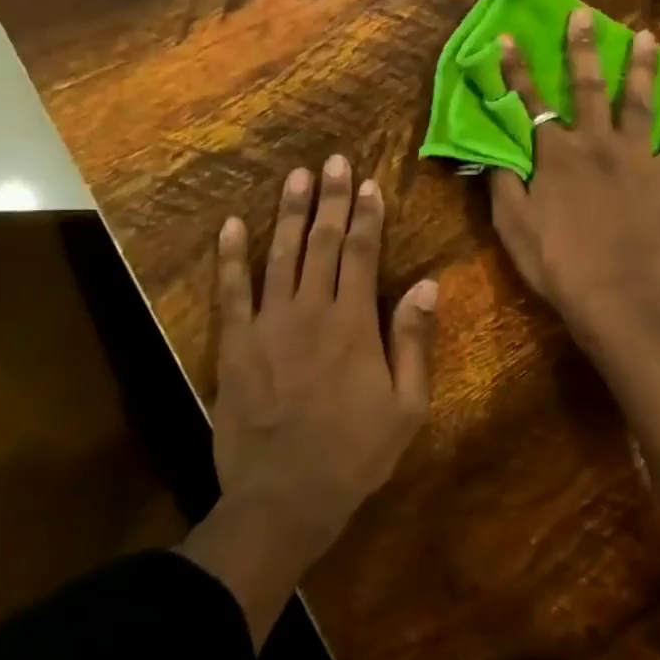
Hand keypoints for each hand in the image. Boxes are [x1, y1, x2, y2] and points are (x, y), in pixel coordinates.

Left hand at [183, 156, 436, 639]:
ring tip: (295, 177)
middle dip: (330, 199)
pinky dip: (230, 257)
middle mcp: (310, 310)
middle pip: (321, 242)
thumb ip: (413, 341)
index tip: (368, 184)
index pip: (361, 253)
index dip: (366, 215)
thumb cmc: (354, 454)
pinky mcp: (236, 344)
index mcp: (353, 323)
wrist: (283, 498)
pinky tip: (230, 226)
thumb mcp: (406, 406)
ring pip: (280, 255)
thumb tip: (428, 285)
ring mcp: (268, 324)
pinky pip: (231, 291)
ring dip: (288, 213)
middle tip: (333, 161)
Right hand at [491, 8, 659, 333]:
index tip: (507, 37)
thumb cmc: (557, 263)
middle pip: (587, 87)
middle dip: (583, 48)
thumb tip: (494, 150)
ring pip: (638, 101)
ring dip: (641, 67)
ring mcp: (636, 156)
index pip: (530, 102)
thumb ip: (503, 183)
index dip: (516, 69)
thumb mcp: (513, 226)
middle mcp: (596, 143)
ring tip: (647, 37)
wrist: (614, 294)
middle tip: (584, 14)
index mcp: (556, 154)